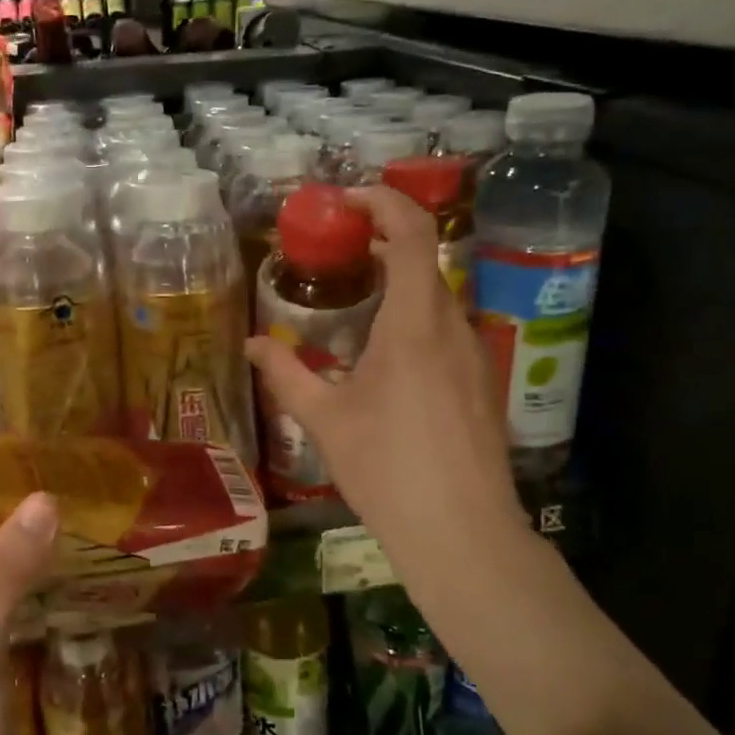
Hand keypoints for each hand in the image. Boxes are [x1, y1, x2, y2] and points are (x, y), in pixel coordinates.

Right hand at [246, 187, 533, 602]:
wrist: (462, 533)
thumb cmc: (387, 468)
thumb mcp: (324, 419)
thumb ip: (285, 373)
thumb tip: (251, 344)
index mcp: (414, 324)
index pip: (412, 234)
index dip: (383, 202)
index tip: (346, 201)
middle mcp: (453, 326)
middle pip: (424, 261)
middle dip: (382, 244)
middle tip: (337, 253)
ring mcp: (476, 354)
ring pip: (437, 296)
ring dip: (400, 283)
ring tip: (356, 301)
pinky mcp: (483, 381)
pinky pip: (448, 328)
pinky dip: (416, 317)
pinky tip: (387, 355)